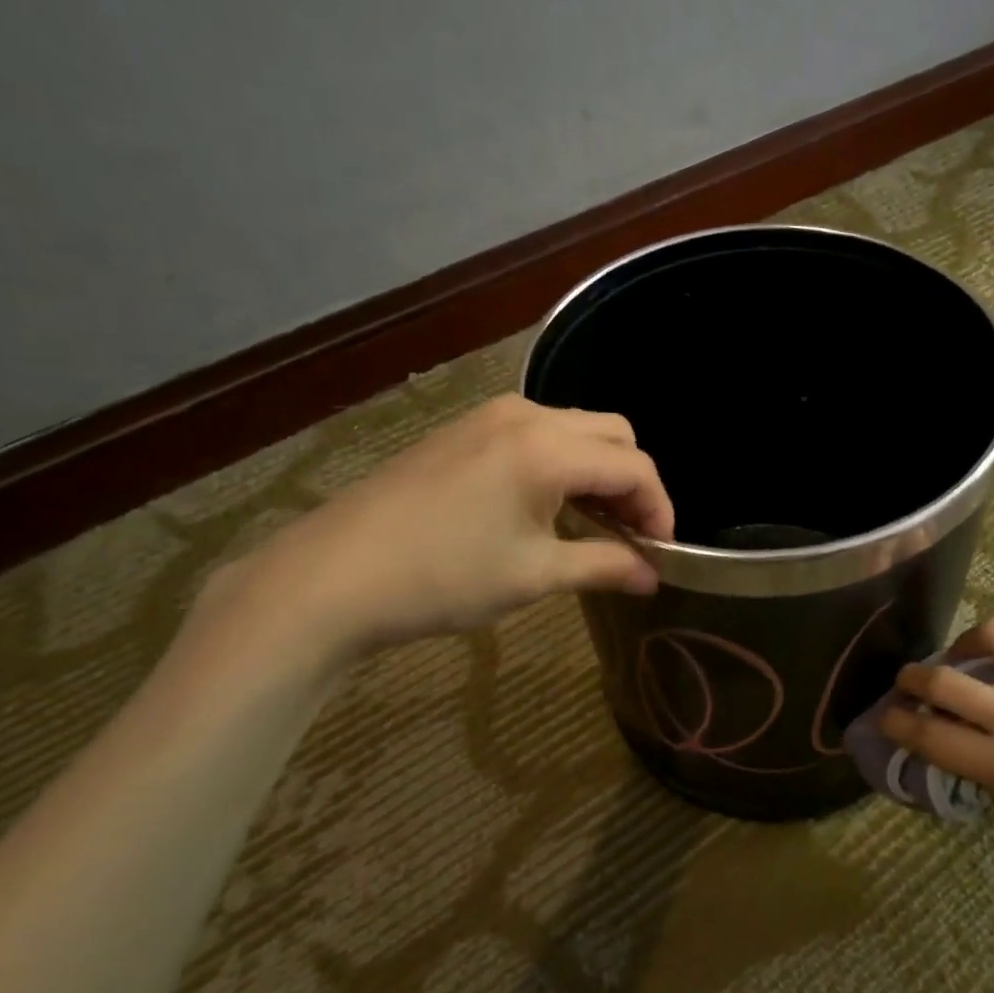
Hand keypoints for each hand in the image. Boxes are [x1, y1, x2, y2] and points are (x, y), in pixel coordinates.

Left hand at [201, 395, 673, 669]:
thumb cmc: (442, 577)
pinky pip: (536, 433)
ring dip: (596, 470)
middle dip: (632, 482)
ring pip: (574, 429)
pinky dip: (560, 462)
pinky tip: (543, 505)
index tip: (660, 551)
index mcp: (549, 448)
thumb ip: (603, 566)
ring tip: (589, 523)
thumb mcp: (533, 576)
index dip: (660, 508)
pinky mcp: (463, 429)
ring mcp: (489, 416)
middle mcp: (526, 415)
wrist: (332, 575)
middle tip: (628, 534)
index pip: (634, 466)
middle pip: (611, 434)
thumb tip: (651, 576)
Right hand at [880, 619, 993, 892]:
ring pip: (992, 634)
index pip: (931, 735)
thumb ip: (983, 782)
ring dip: (964, 645)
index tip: (886, 717)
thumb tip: (952, 746)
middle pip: (945, 679)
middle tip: (909, 683)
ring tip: (965, 658)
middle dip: (912, 678)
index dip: (897, 723)